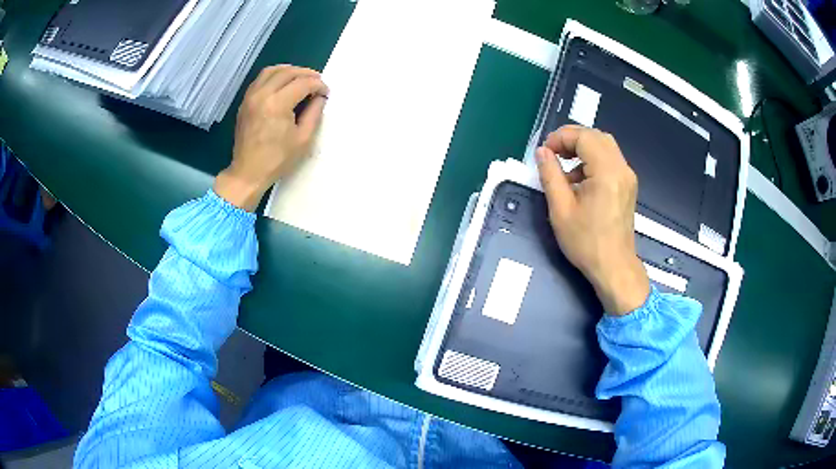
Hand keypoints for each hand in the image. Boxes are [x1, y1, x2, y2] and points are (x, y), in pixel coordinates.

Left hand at [213, 65, 328, 211]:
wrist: (247, 173)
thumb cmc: (277, 160)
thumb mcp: (303, 139)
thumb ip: (314, 113)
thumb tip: (320, 97)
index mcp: (277, 104)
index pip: (303, 83)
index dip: (318, 85)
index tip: (326, 93)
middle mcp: (262, 94)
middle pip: (288, 72)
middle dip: (306, 74)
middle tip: (317, 82)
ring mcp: (251, 97)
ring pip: (272, 71)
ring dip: (289, 70)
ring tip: (301, 78)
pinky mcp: (245, 101)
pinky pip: (260, 79)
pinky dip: (274, 76)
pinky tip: (283, 83)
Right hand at [536, 126, 649, 314]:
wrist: (614, 267)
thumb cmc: (586, 242)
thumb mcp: (560, 209)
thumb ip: (550, 175)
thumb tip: (542, 152)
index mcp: (607, 172)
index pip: (584, 136)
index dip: (561, 137)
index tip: (545, 152)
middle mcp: (621, 168)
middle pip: (597, 136)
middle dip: (572, 138)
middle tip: (553, 153)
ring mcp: (627, 176)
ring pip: (605, 146)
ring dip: (583, 148)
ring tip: (564, 165)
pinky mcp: (627, 185)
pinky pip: (610, 160)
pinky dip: (593, 159)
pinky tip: (579, 179)